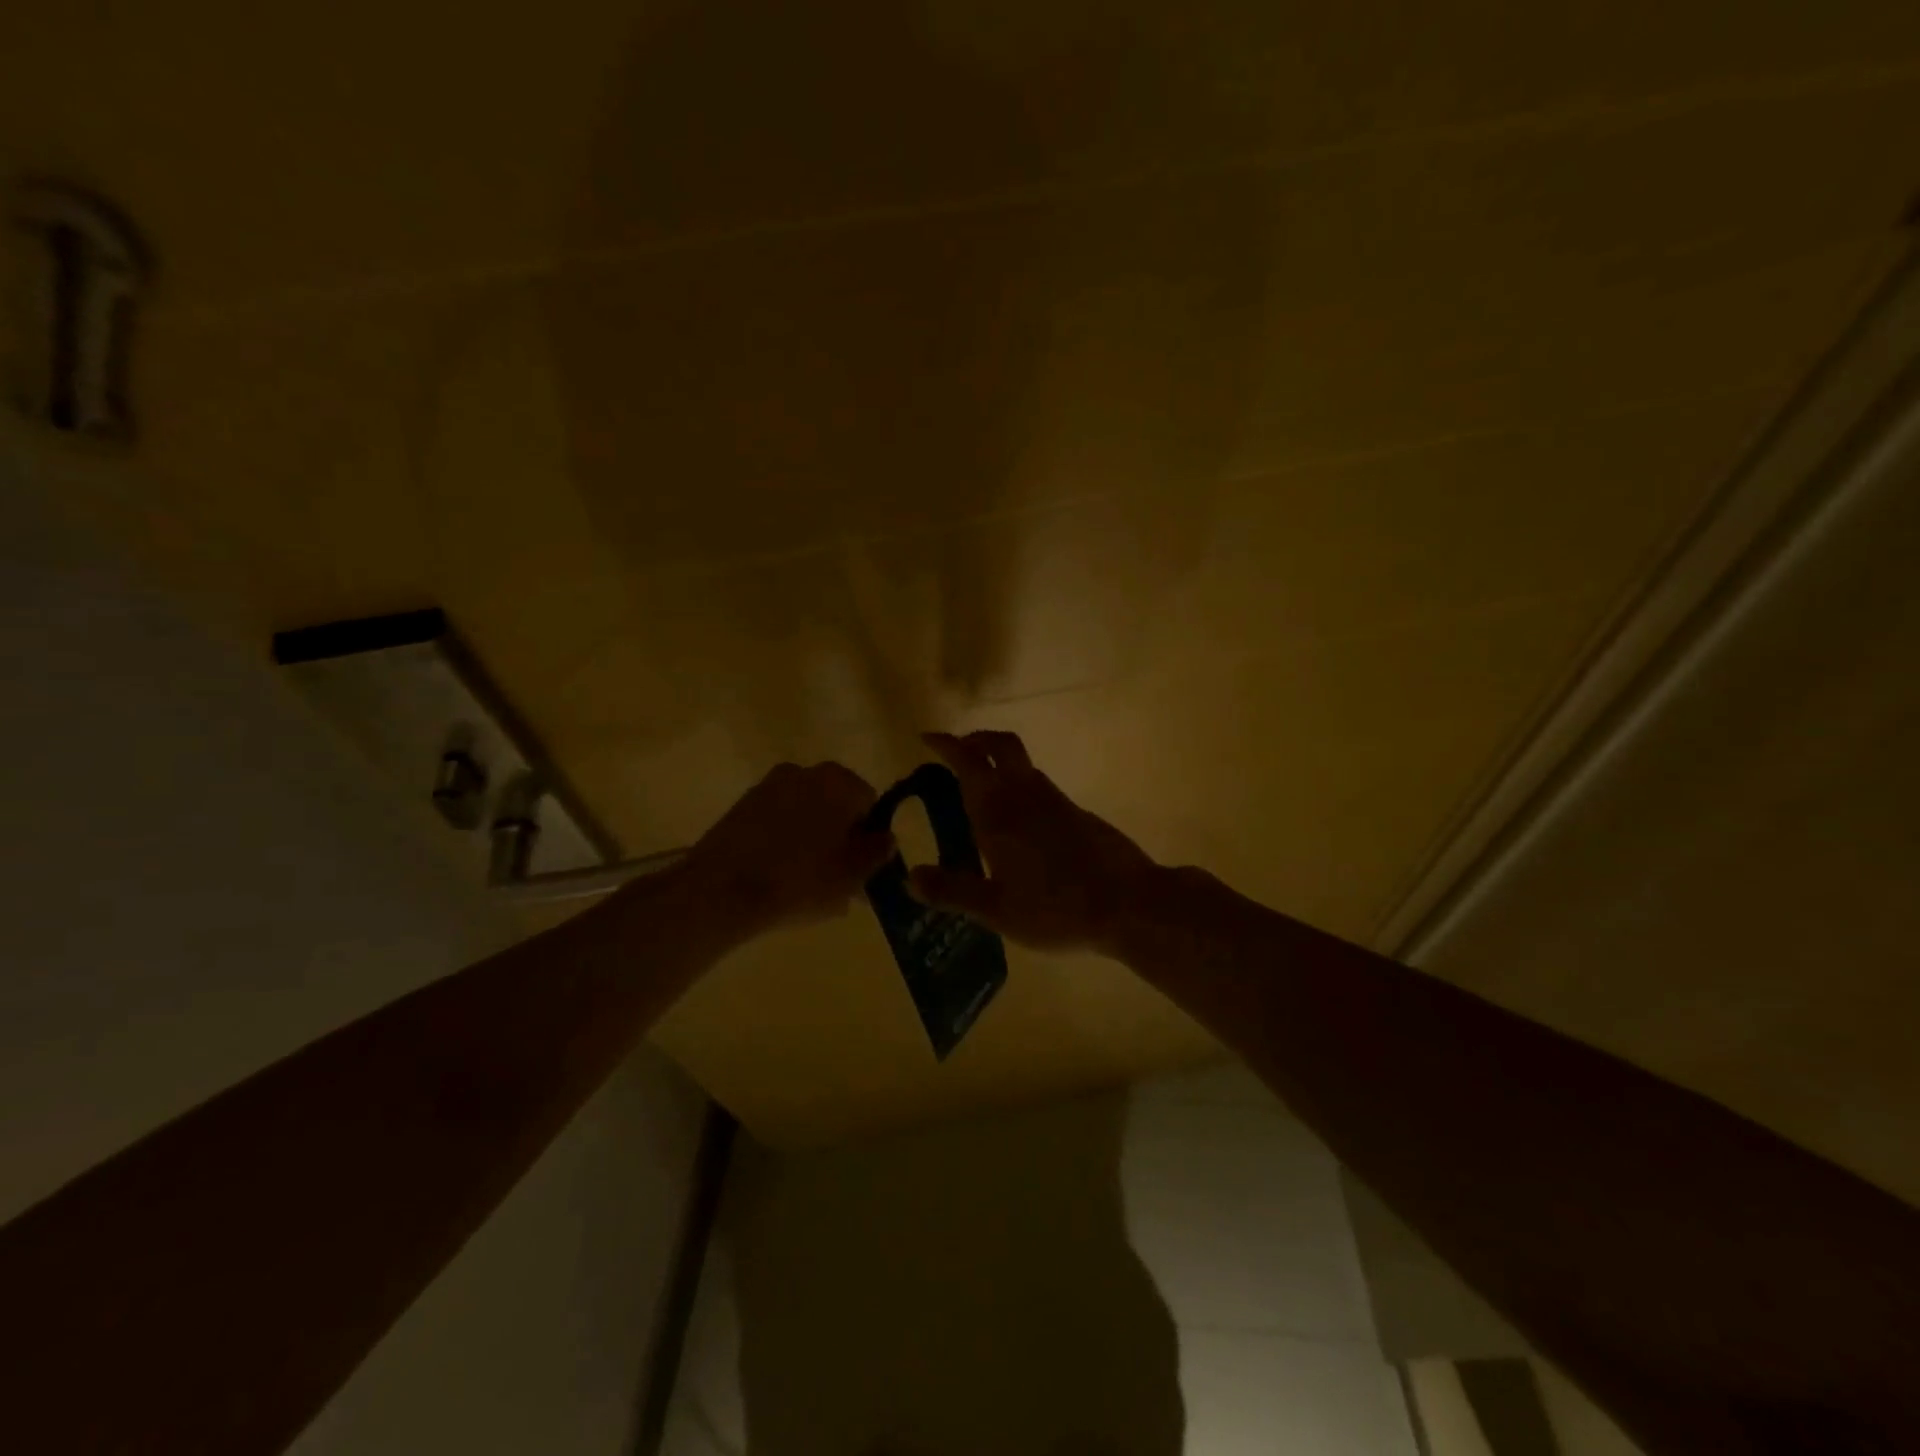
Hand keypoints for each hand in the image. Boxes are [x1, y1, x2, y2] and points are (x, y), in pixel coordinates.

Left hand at [680, 761, 895, 936]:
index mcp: (838, 781)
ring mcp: (768, 787)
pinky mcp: (741, 808)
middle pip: (835, 806)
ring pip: (805, 816)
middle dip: (841, 839)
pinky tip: (781, 879)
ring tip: (809, 886)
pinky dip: (783, 844)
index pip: (870, 802)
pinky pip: (776, 824)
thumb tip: (886, 839)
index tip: (864, 868)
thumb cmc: (800, 878)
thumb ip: (877, 852)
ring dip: (812, 842)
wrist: (722, 890)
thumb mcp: (853, 874)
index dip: (870, 836)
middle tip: (840, 880)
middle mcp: (803, 772)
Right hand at [911, 730, 1161, 955]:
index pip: (968, 762)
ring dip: (998, 760)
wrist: (1128, 904)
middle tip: (957, 750)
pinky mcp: (1077, 813)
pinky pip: (1039, 784)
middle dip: (976, 740)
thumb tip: (909, 877)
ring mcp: (1056, 801)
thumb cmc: (1056, 908)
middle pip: (1001, 746)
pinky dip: (1019, 784)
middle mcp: (1026, 795)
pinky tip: (1017, 820)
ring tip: (980, 786)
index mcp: (999, 812)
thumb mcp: (997, 910)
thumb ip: (952, 891)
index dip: (946, 745)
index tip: (928, 738)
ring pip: (1022, 763)